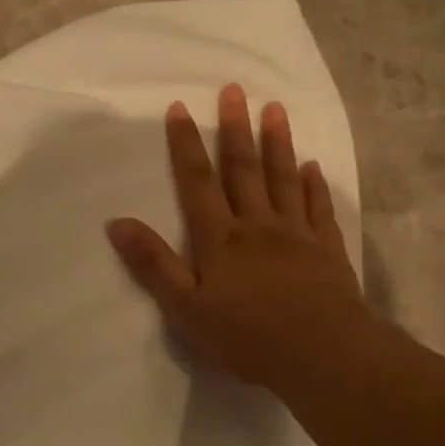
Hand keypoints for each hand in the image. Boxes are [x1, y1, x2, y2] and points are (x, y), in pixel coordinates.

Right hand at [105, 84, 372, 398]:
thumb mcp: (185, 308)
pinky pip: (318, 207)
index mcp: (219, 238)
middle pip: (243, 169)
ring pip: (283, 178)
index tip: (180, 108)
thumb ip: (153, 264)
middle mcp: (257, 225)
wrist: (324, 356)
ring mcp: (296, 234)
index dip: (186, 145)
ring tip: (274, 109)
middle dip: (234, 128)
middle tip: (233, 89)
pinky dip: (314, 184)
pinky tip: (312, 165)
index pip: (197, 182)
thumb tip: (117, 222)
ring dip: (277, 142)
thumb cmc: (247, 336)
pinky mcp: (327, 250)